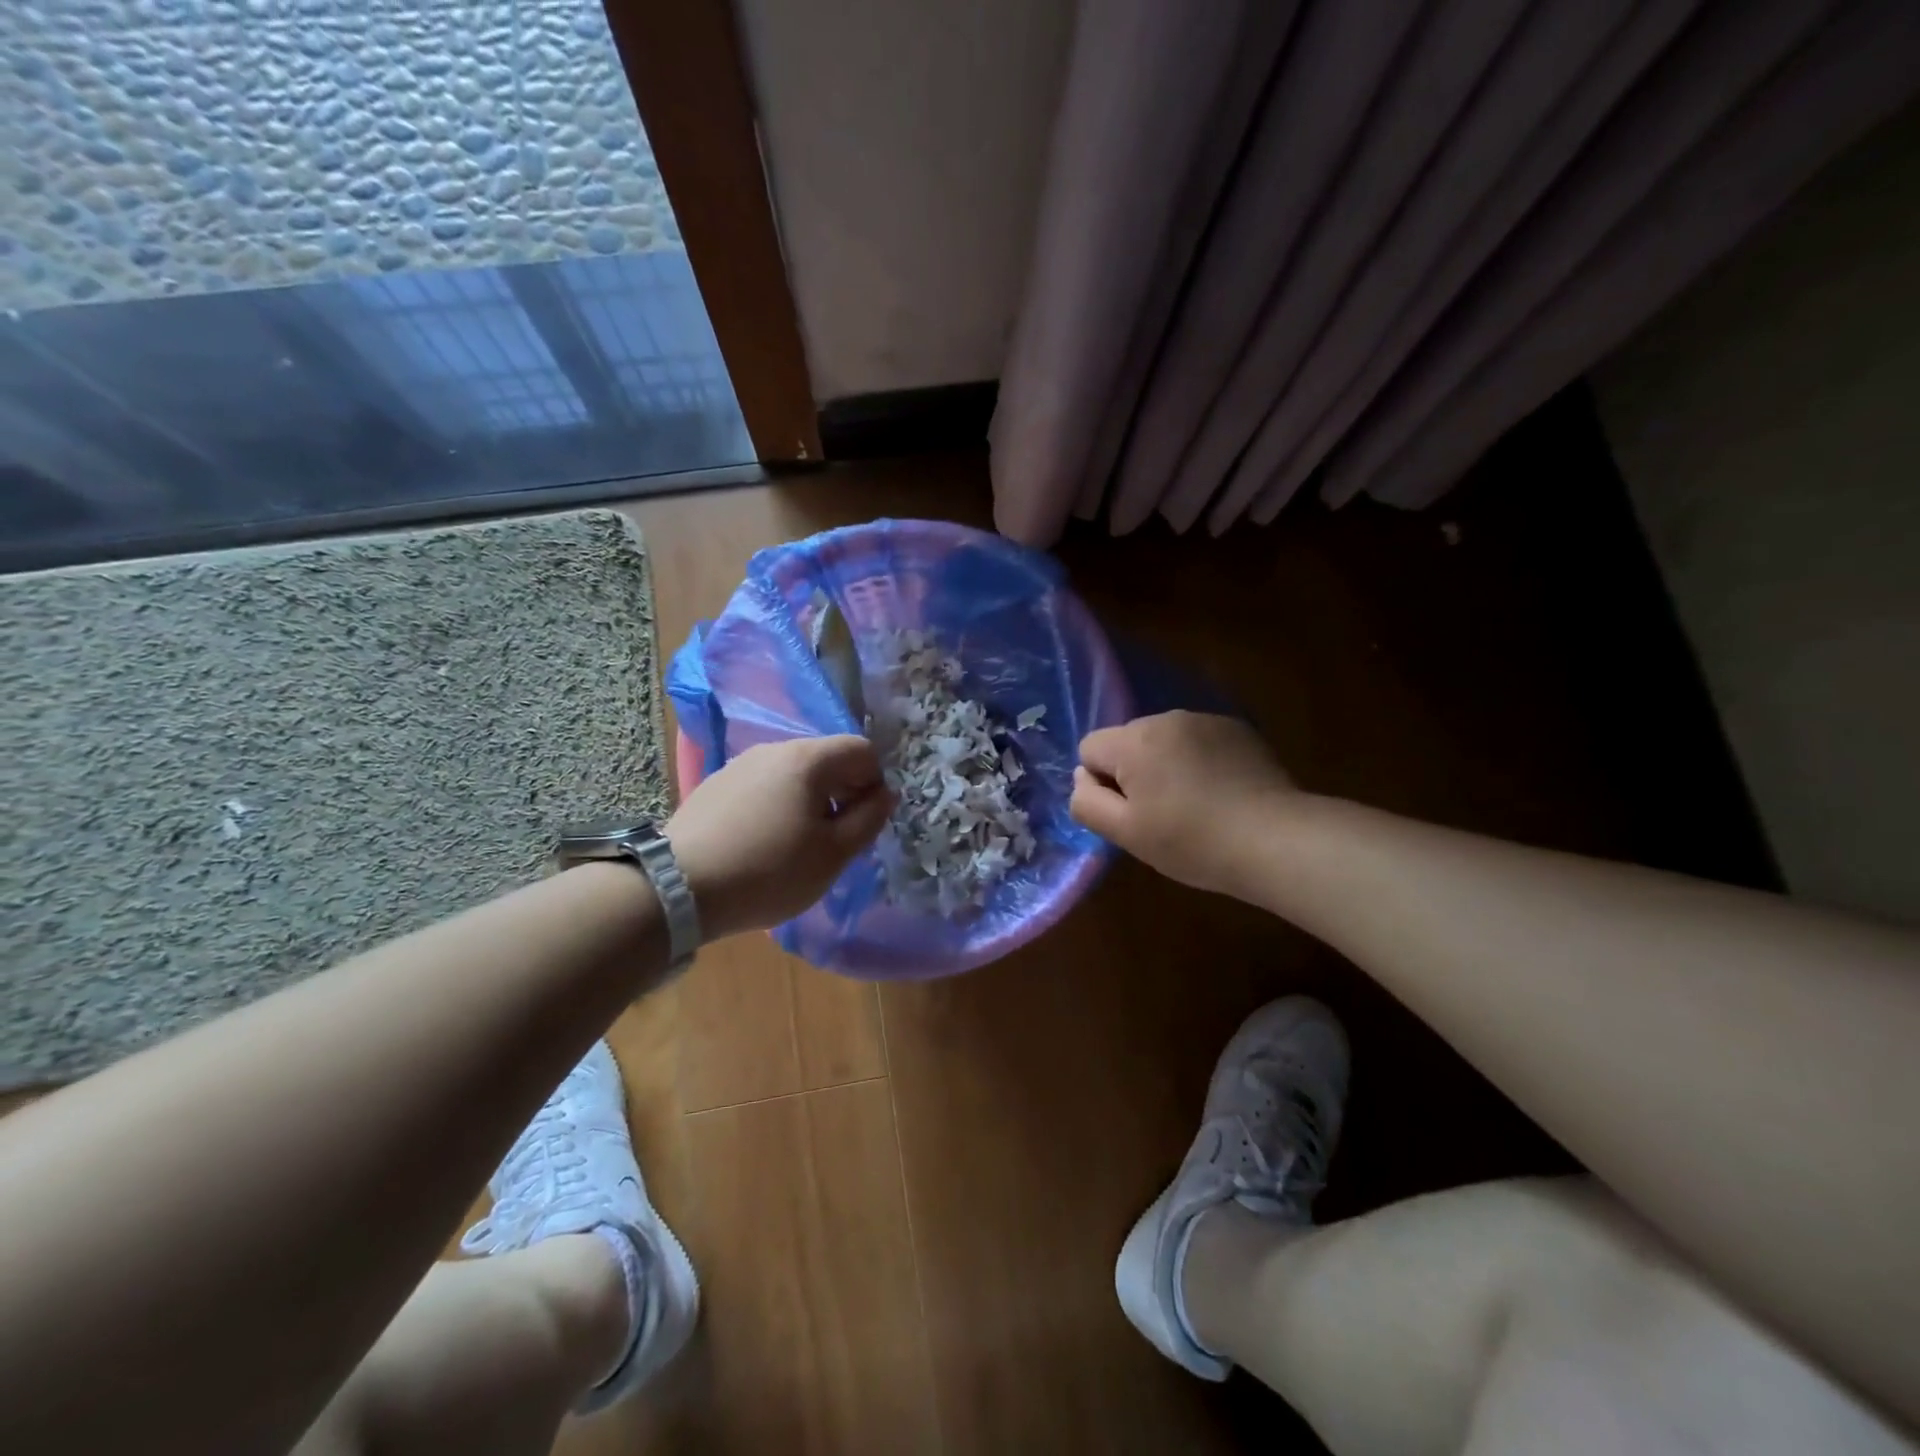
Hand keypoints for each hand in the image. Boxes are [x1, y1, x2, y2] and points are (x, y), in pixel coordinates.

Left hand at [667, 735, 892, 939]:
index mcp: (808, 759)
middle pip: (827, 758)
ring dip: (811, 800)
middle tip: (838, 838)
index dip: (875, 782)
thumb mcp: (833, 854)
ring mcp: (740, 764)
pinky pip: (764, 785)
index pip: (862, 750)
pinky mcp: (716, 784)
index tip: (865, 821)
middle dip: (844, 791)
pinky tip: (763, 842)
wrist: (677, 887)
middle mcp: (774, 749)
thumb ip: (869, 819)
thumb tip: (885, 794)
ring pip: (794, 773)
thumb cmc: (769, 871)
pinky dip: (778, 805)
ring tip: (799, 844)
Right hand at [1071, 711, 1295, 897]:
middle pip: (1127, 742)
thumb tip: (1082, 778)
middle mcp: (1166, 718)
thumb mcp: (1126, 833)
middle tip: (1161, 815)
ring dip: (1167, 766)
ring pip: (1163, 741)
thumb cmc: (1191, 842)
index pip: (1090, 749)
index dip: (1101, 784)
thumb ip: (1088, 803)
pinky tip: (1221, 793)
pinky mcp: (1238, 729)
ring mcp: (1206, 720)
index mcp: (1134, 740)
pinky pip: (1198, 742)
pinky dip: (1199, 762)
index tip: (1131, 813)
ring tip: (1195, 806)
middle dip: (1134, 772)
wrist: (1275, 839)